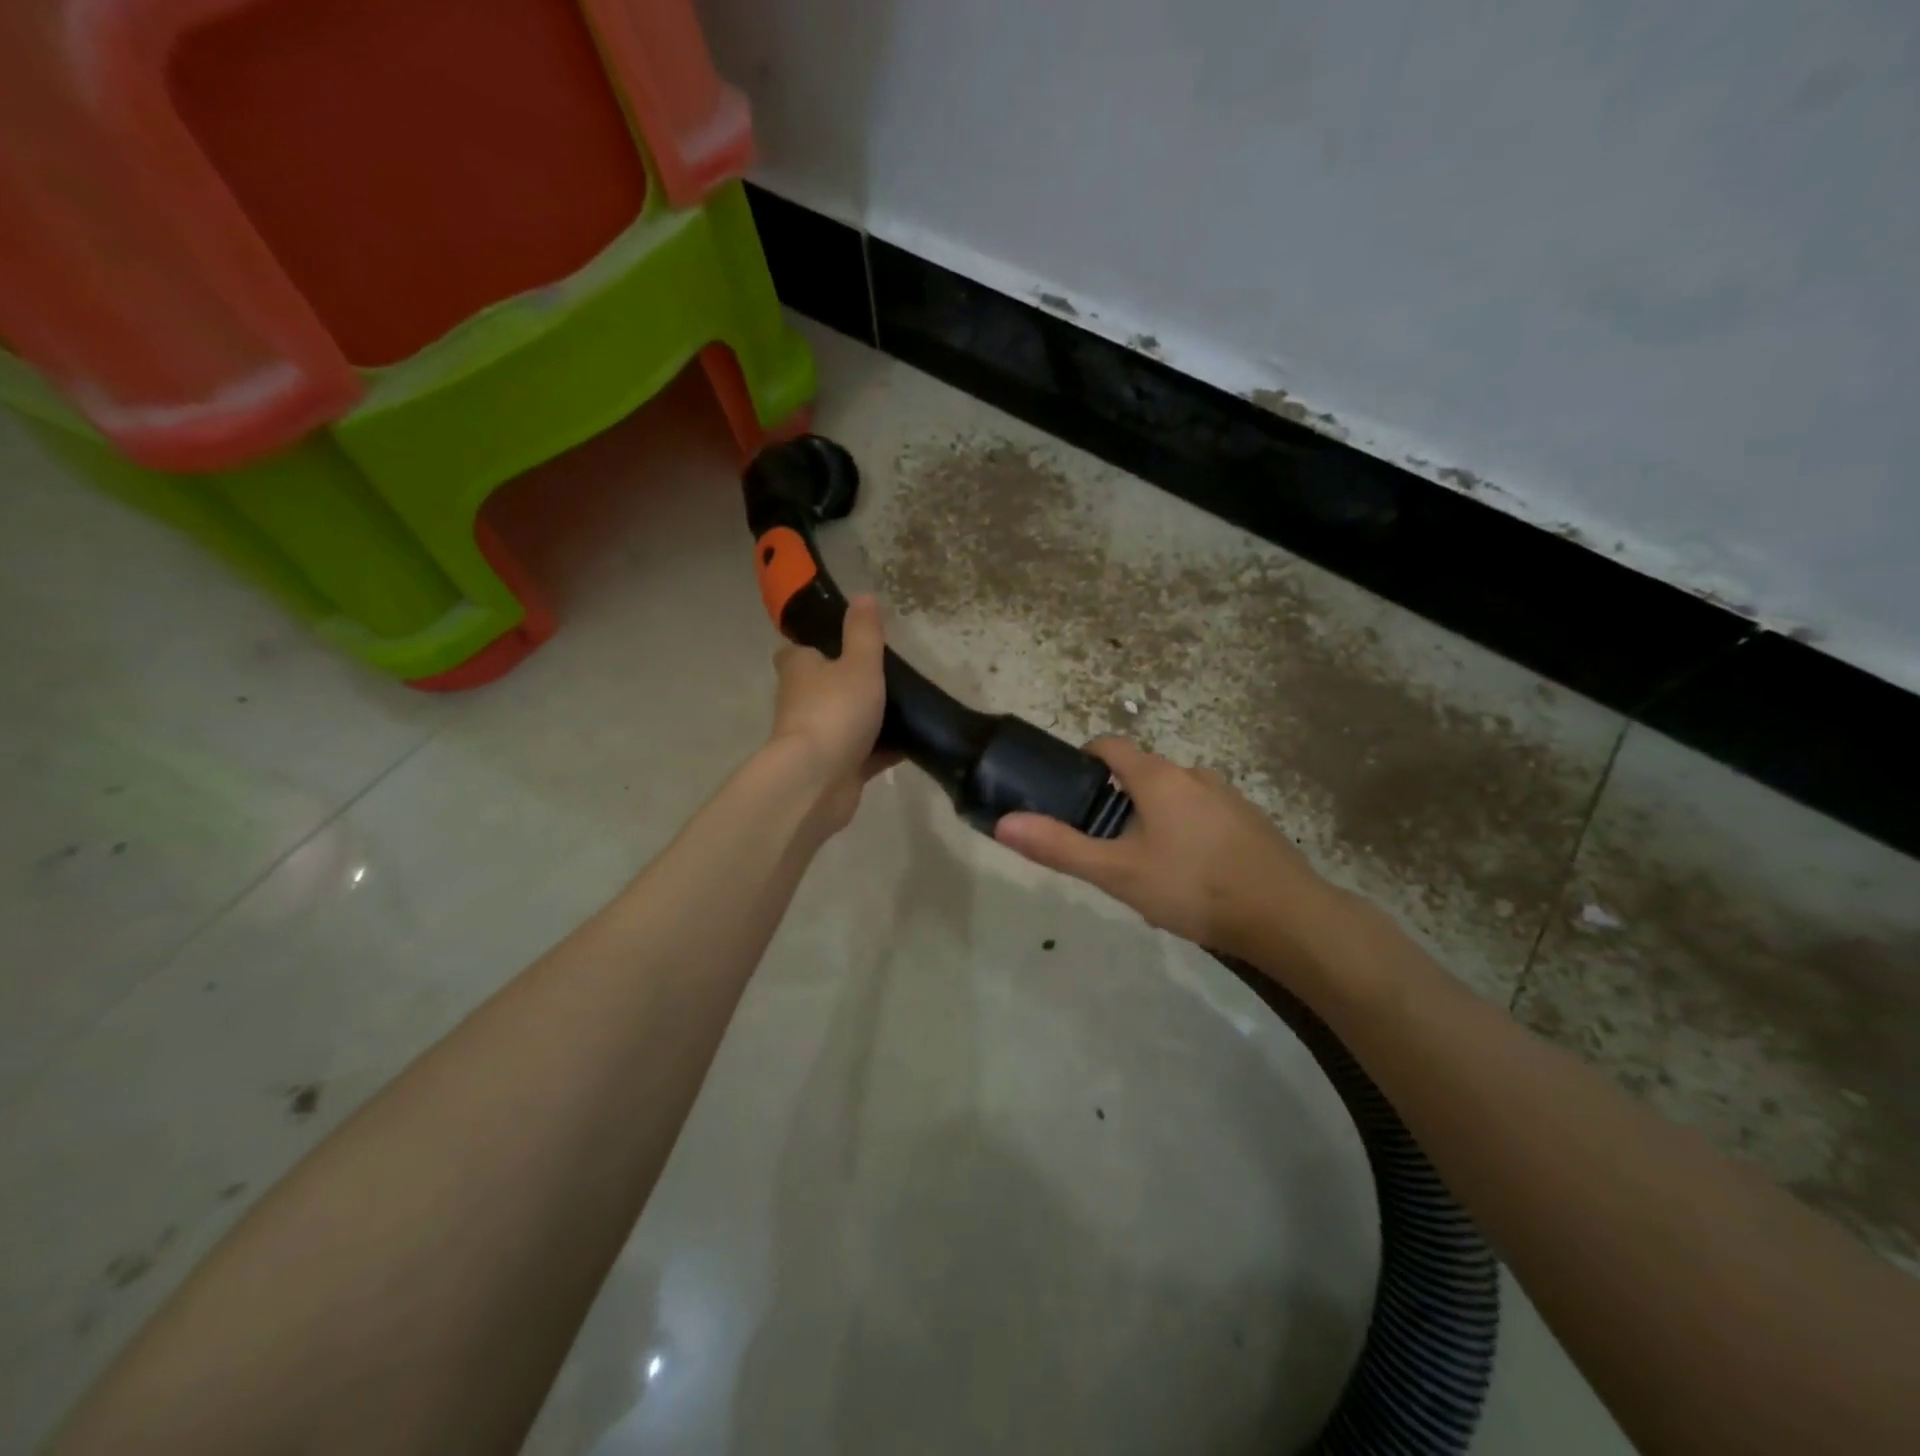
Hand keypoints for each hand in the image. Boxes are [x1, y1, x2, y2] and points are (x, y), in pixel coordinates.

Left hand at [768, 596, 894, 832]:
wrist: (817, 780)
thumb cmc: (835, 711)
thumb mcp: (858, 663)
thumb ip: (864, 632)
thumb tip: (863, 595)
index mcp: (799, 669)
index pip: (800, 650)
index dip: (819, 644)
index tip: (847, 641)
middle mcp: (801, 701)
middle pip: (825, 685)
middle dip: (850, 681)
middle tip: (889, 673)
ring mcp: (817, 737)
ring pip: (846, 720)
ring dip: (869, 717)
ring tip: (908, 705)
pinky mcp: (835, 768)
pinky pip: (864, 753)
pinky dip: (884, 748)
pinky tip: (913, 742)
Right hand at [994, 738, 1332, 961]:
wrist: (1286, 917)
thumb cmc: (1192, 887)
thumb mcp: (1117, 872)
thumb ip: (1060, 847)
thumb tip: (1004, 823)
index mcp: (1158, 777)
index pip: (1110, 745)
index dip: (1085, 758)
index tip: (1069, 785)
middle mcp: (1194, 774)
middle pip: (1143, 773)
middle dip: (1119, 801)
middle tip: (1105, 845)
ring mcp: (1229, 796)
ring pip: (1176, 796)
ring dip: (1154, 818)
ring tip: (1146, 866)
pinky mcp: (1251, 821)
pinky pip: (1204, 815)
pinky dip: (1187, 832)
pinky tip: (1191, 875)